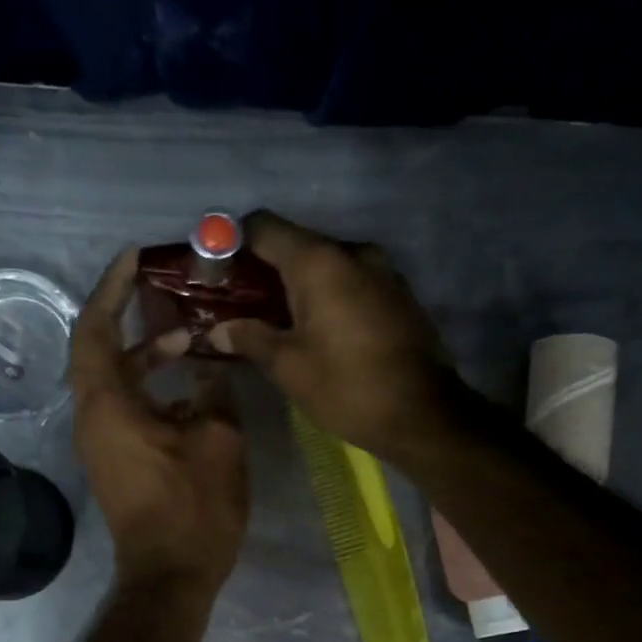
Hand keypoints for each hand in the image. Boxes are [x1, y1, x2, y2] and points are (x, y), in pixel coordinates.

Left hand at [71, 249, 249, 595]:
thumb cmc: (193, 507)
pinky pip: (126, 406)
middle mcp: (93, 417)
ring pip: (116, 380)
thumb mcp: (217, 440)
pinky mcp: (116, 460)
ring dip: (147, 355)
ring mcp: (102, 442)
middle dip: (130, 315)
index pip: (96, 328)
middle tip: (165, 290)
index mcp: (107, 404)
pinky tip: (190, 387)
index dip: (112, 288)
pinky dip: (151, 387)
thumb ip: (214, 393)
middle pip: (100, 349)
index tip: (135, 258)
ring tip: (189, 339)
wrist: (171, 575)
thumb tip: (210, 372)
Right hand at [207, 211, 464, 458]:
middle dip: (266, 269)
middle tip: (242, 304)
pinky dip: (330, 295)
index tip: (218, 273)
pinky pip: (352, 282)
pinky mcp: (399, 293)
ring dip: (300, 285)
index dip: (233, 243)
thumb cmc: (346, 387)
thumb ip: (250, 338)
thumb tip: (218, 329)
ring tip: (280, 320)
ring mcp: (382, 270)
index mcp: (319, 262)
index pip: (263, 227)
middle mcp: (352, 253)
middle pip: (296, 244)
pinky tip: (320, 329)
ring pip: (327, 265)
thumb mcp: (288, 367)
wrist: (424, 414)